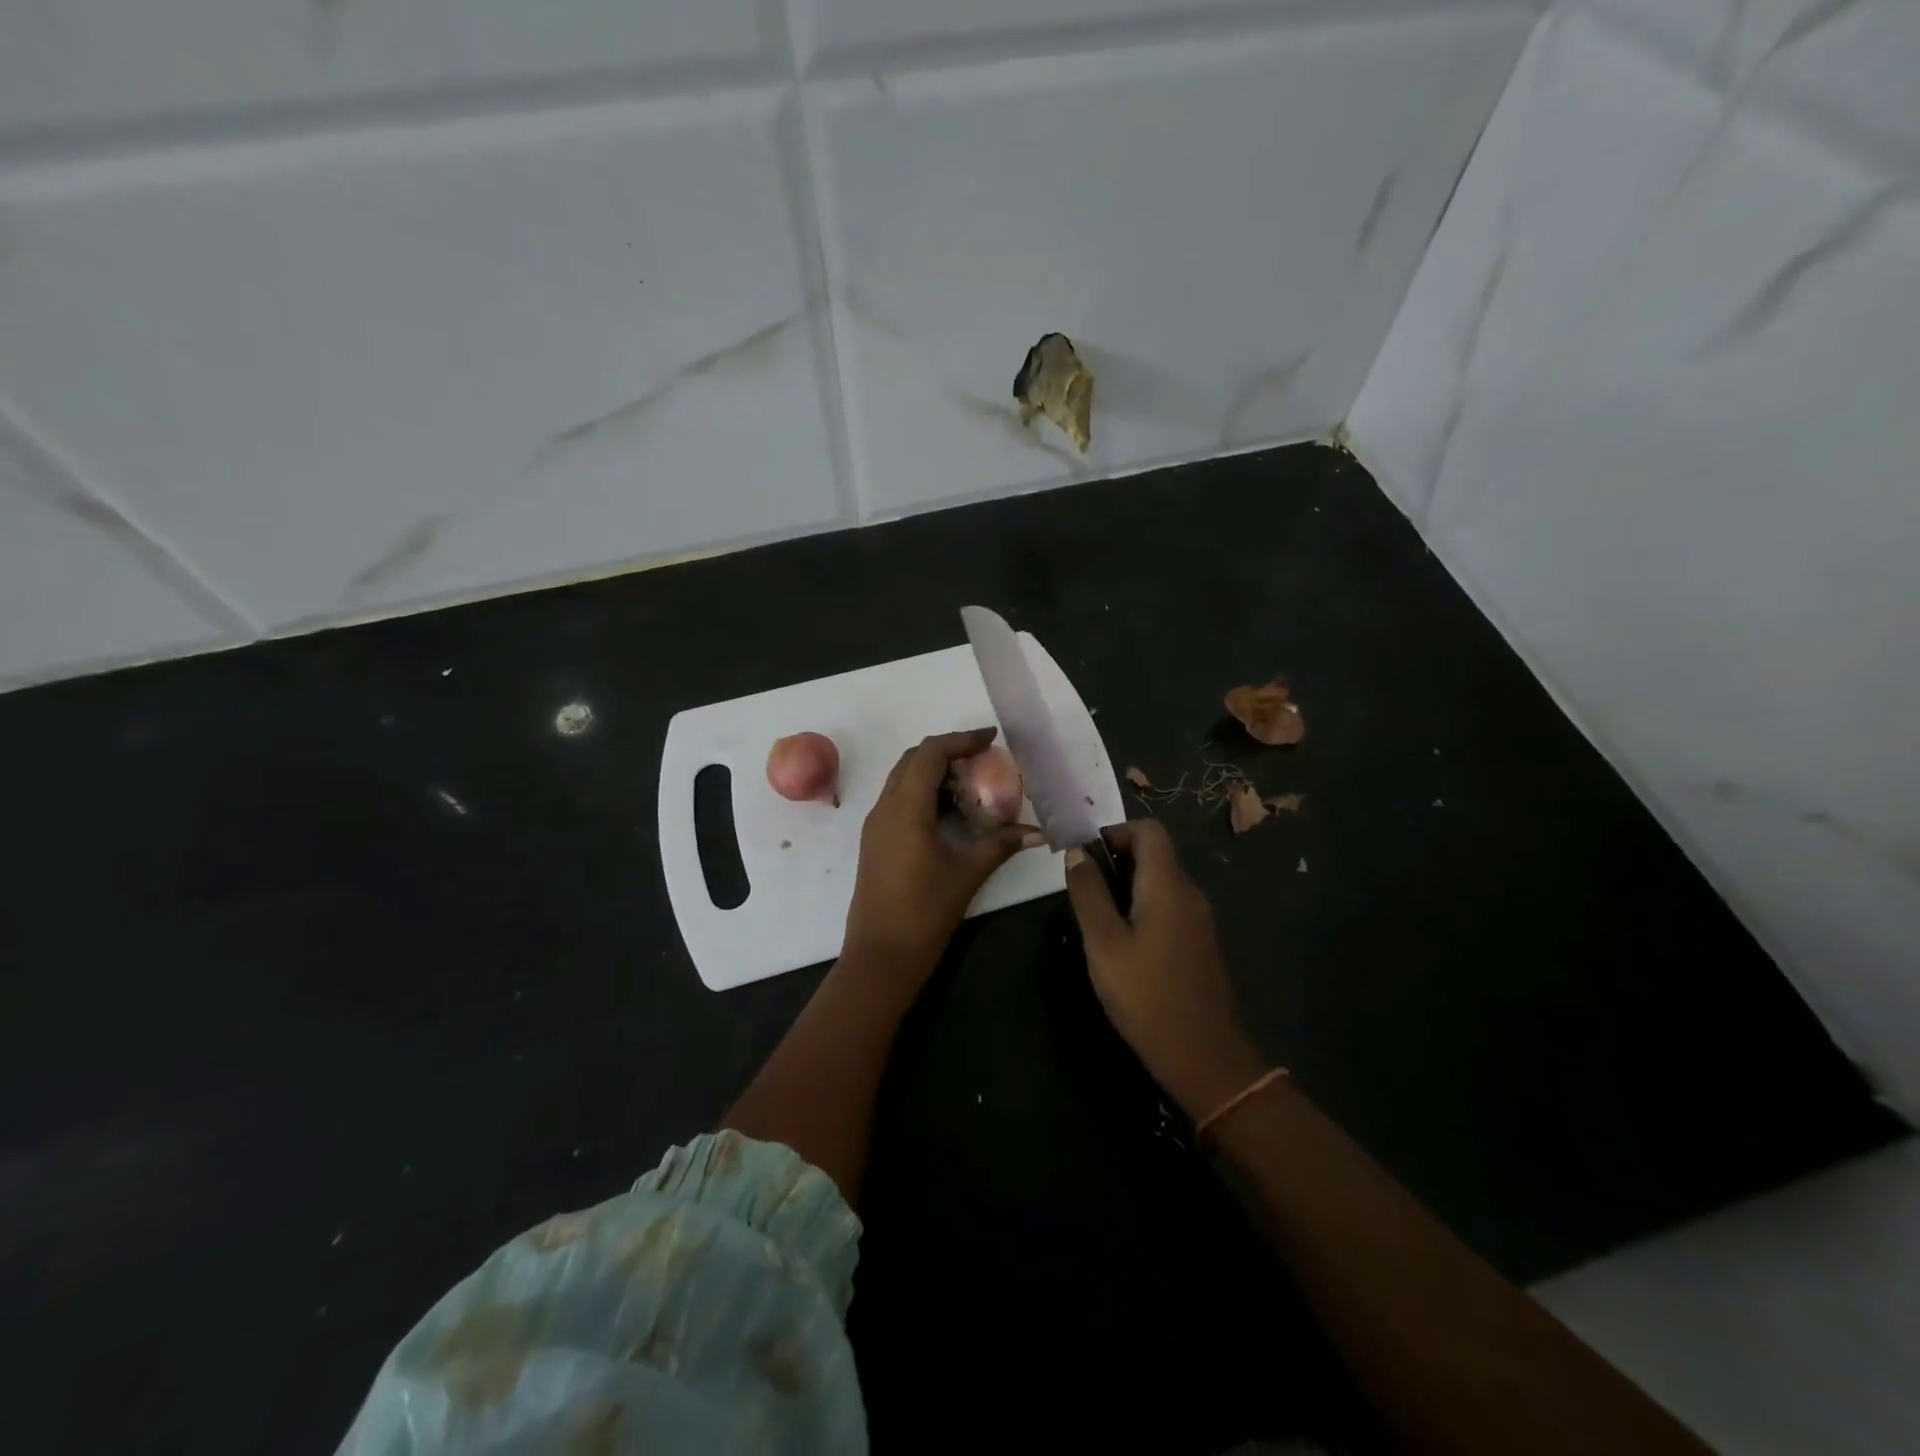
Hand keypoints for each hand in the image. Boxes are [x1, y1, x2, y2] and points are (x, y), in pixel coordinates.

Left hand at [843, 728, 1041, 975]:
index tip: (990, 738)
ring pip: (902, 779)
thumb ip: (1000, 845)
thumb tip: (1038, 832)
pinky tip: (949, 811)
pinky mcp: (875, 841)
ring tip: (970, 782)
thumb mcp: (967, 874)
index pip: (929, 754)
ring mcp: (875, 825)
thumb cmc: (924, 913)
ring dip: (933, 771)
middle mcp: (884, 808)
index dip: (960, 739)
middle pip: (912, 760)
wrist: (880, 957)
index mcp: (905, 809)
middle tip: (982, 759)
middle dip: (947, 751)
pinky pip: (898, 800)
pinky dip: (923, 792)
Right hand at [1064, 819, 1269, 1119]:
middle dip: (1116, 860)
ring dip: (1127, 886)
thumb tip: (1076, 853)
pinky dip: (1143, 908)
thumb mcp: (1103, 943)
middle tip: (1083, 891)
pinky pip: (1169, 907)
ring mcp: (1199, 919)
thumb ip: (1088, 893)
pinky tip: (1123, 943)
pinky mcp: (1200, 943)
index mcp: (1168, 885)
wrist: (1203, 1056)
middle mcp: (1189, 893)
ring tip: (1097, 919)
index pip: (1148, 830)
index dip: (1115, 832)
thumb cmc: (1146, 995)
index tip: (1085, 857)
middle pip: (1155, 854)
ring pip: (1161, 882)